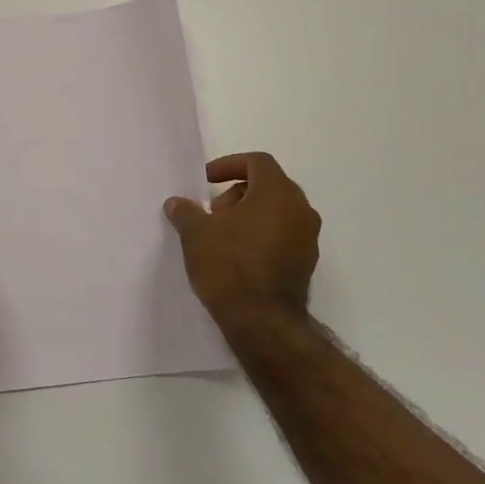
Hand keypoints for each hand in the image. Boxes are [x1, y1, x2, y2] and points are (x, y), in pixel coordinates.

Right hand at [165, 152, 320, 318]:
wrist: (262, 321)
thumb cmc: (229, 265)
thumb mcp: (196, 234)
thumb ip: (186, 212)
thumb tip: (176, 203)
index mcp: (277, 192)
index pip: (257, 161)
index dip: (229, 165)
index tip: (206, 181)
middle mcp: (300, 209)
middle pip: (269, 185)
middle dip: (237, 192)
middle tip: (213, 213)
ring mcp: (308, 237)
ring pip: (278, 211)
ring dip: (250, 215)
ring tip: (222, 236)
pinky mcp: (307, 262)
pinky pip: (284, 235)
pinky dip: (262, 235)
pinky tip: (238, 256)